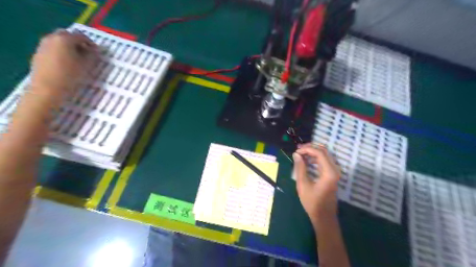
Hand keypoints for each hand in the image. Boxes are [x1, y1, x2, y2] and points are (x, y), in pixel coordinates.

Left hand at [30, 29, 97, 105]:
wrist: (47, 89)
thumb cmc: (70, 76)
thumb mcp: (87, 66)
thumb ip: (92, 55)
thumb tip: (94, 50)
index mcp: (64, 39)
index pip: (80, 36)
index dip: (91, 43)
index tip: (97, 52)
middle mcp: (51, 38)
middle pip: (67, 35)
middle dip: (78, 42)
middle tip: (87, 53)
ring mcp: (43, 46)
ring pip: (58, 41)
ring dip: (69, 47)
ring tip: (77, 60)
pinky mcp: (39, 54)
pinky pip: (53, 48)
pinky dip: (61, 52)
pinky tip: (67, 64)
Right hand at [292, 144, 339, 222]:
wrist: (324, 216)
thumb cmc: (312, 202)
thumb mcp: (303, 184)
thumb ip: (300, 168)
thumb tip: (296, 154)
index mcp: (329, 172)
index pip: (319, 153)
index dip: (307, 149)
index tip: (296, 152)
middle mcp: (335, 169)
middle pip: (324, 151)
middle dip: (310, 148)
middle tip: (298, 149)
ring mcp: (335, 172)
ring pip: (325, 155)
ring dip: (313, 152)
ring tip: (300, 153)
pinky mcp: (333, 175)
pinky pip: (325, 161)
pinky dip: (316, 158)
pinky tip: (307, 160)